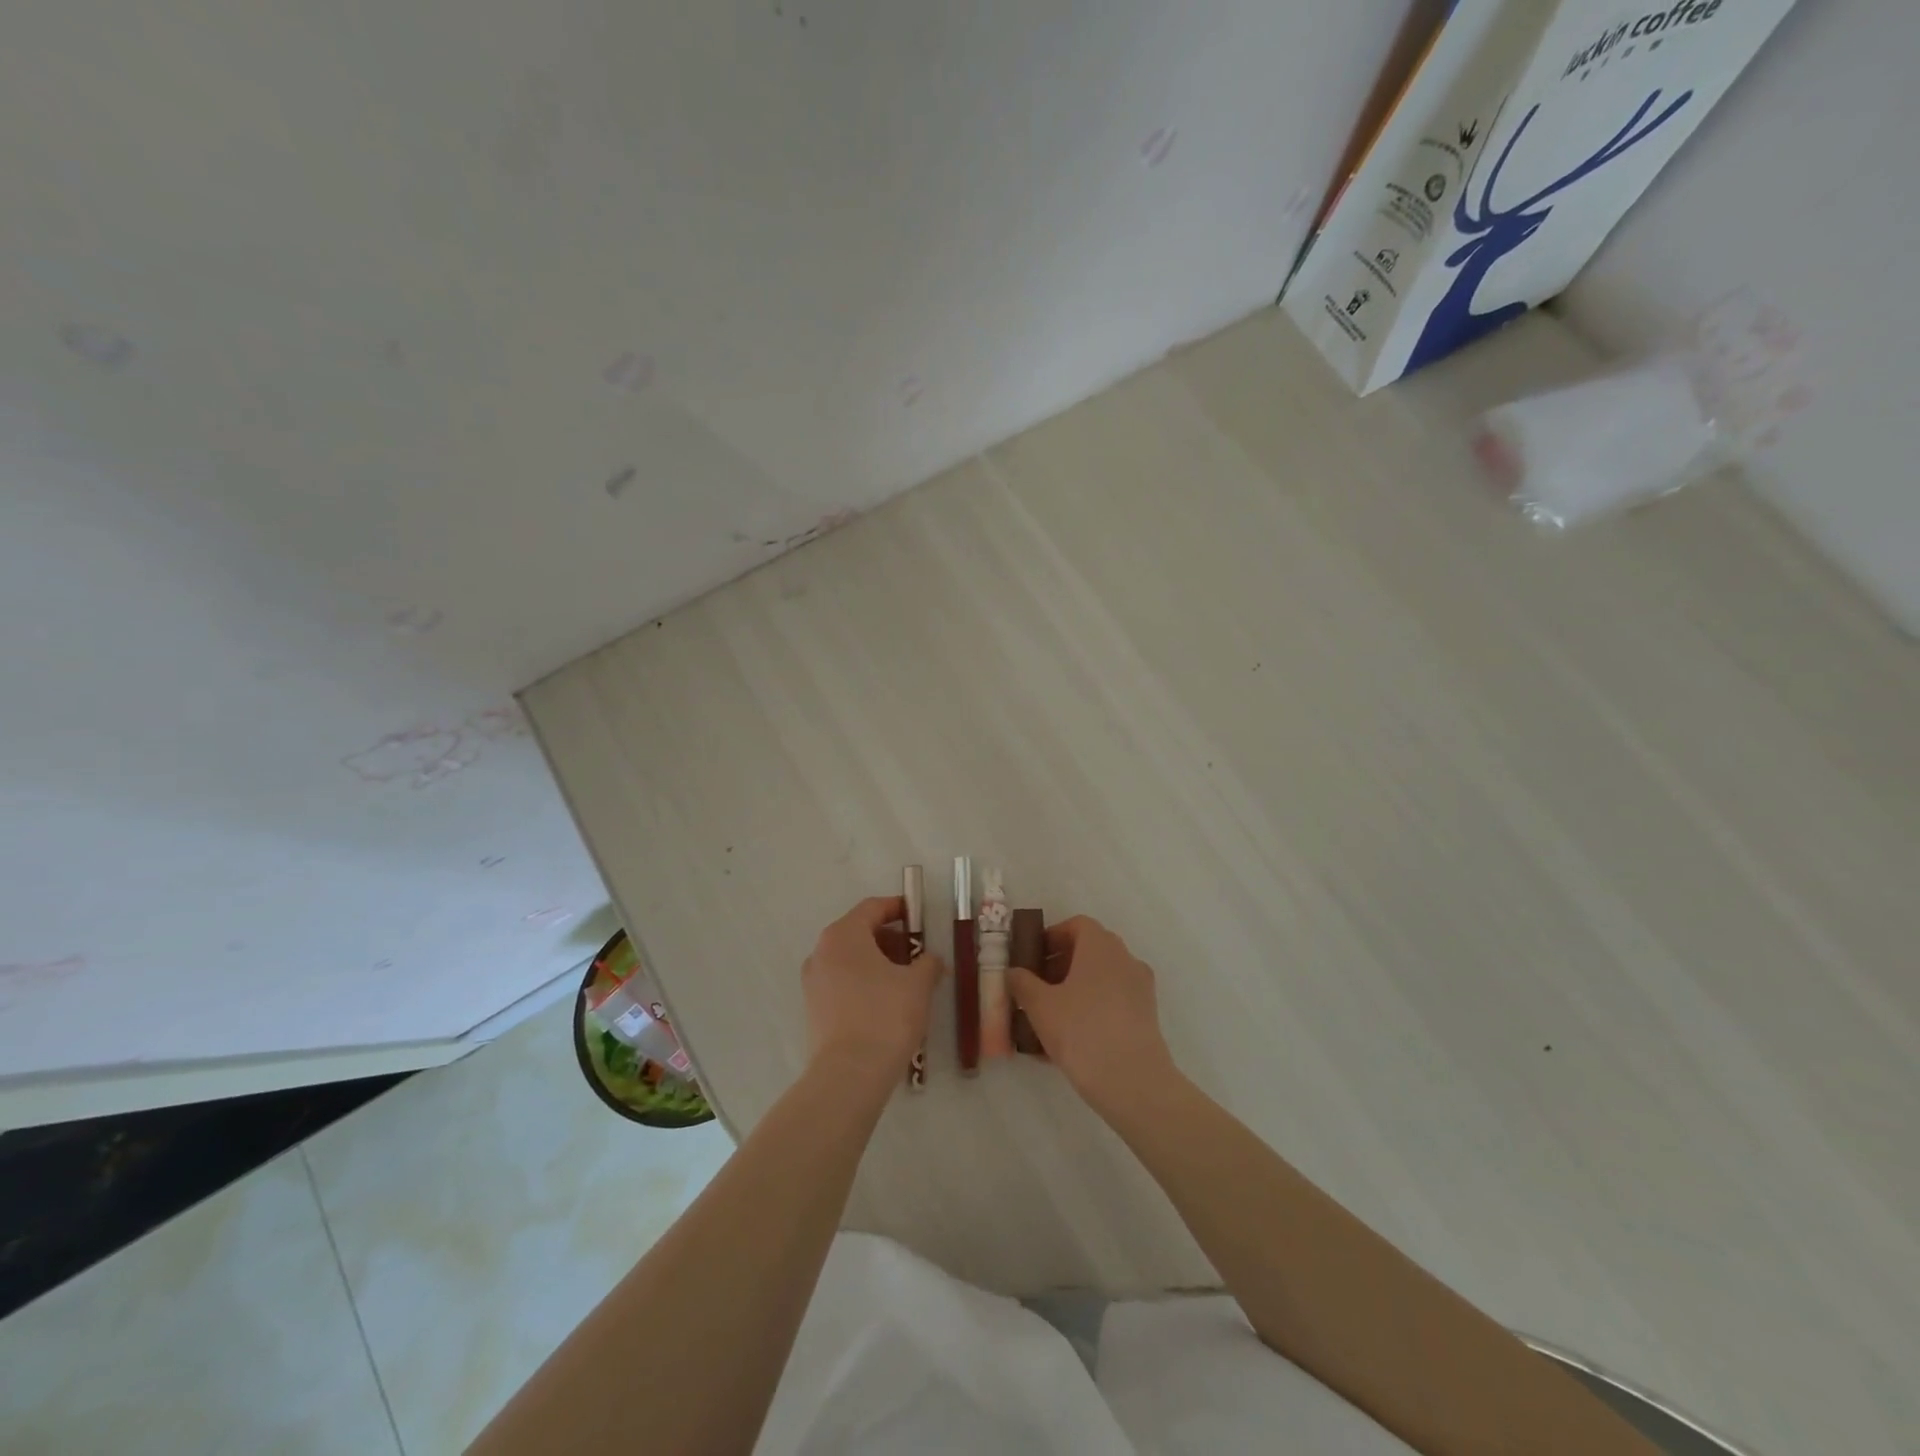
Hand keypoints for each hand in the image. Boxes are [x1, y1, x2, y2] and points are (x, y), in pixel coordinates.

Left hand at [802, 896, 942, 1079]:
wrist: (849, 1075)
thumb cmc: (886, 1016)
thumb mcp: (918, 984)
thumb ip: (928, 962)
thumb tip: (930, 960)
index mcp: (843, 935)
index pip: (872, 907)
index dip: (898, 908)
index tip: (919, 916)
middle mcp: (822, 952)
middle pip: (860, 933)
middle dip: (891, 939)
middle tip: (918, 954)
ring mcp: (813, 982)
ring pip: (851, 960)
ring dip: (878, 963)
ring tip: (907, 981)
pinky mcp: (814, 1009)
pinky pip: (843, 983)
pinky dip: (865, 983)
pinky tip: (888, 1003)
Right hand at [1007, 915, 1175, 1110]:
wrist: (1133, 1082)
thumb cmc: (1081, 1031)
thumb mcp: (1040, 1006)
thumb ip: (1022, 983)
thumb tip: (1013, 972)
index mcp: (1101, 946)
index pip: (1077, 925)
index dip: (1053, 936)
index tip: (1033, 958)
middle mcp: (1125, 959)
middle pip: (1090, 950)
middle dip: (1061, 964)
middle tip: (1037, 987)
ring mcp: (1140, 988)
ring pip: (1102, 978)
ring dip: (1076, 988)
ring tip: (1049, 1016)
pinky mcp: (1147, 1016)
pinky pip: (1113, 1002)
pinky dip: (1092, 1008)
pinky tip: (1070, 1039)